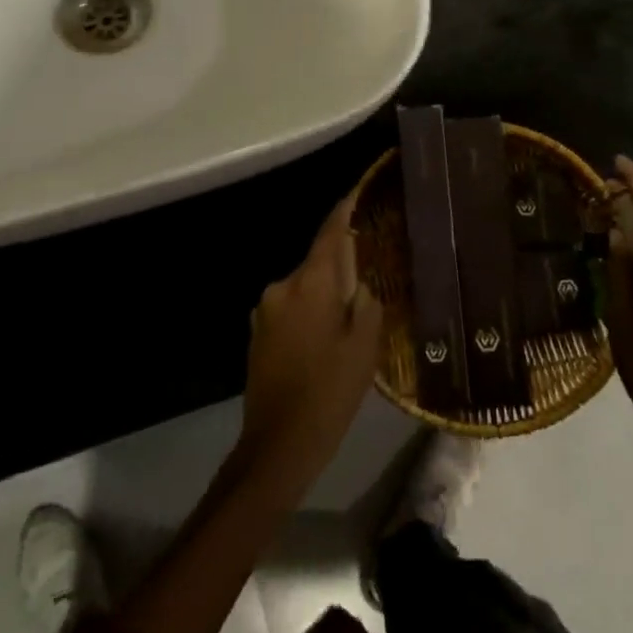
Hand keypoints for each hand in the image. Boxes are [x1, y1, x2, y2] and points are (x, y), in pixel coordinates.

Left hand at [238, 195, 382, 494]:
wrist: (277, 445)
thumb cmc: (328, 392)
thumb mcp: (364, 347)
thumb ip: (367, 303)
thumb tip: (363, 282)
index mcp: (310, 284)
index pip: (331, 233)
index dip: (347, 208)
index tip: (361, 188)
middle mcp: (282, 287)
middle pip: (319, 261)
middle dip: (344, 263)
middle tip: (374, 272)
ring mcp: (265, 310)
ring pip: (306, 287)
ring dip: (328, 292)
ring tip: (354, 313)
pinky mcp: (258, 332)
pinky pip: (293, 307)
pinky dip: (312, 311)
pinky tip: (328, 335)